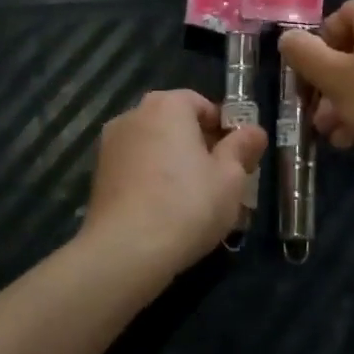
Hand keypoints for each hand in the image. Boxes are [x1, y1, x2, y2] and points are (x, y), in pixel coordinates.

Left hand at [81, 90, 266, 273]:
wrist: (126, 249)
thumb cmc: (187, 204)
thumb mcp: (230, 178)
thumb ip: (242, 148)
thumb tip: (254, 130)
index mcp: (167, 105)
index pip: (200, 104)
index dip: (223, 128)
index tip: (236, 157)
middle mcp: (134, 115)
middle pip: (175, 123)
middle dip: (198, 145)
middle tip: (220, 179)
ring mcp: (110, 144)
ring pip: (153, 146)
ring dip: (173, 162)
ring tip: (193, 199)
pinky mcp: (99, 174)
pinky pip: (135, 167)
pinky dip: (151, 179)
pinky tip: (165, 209)